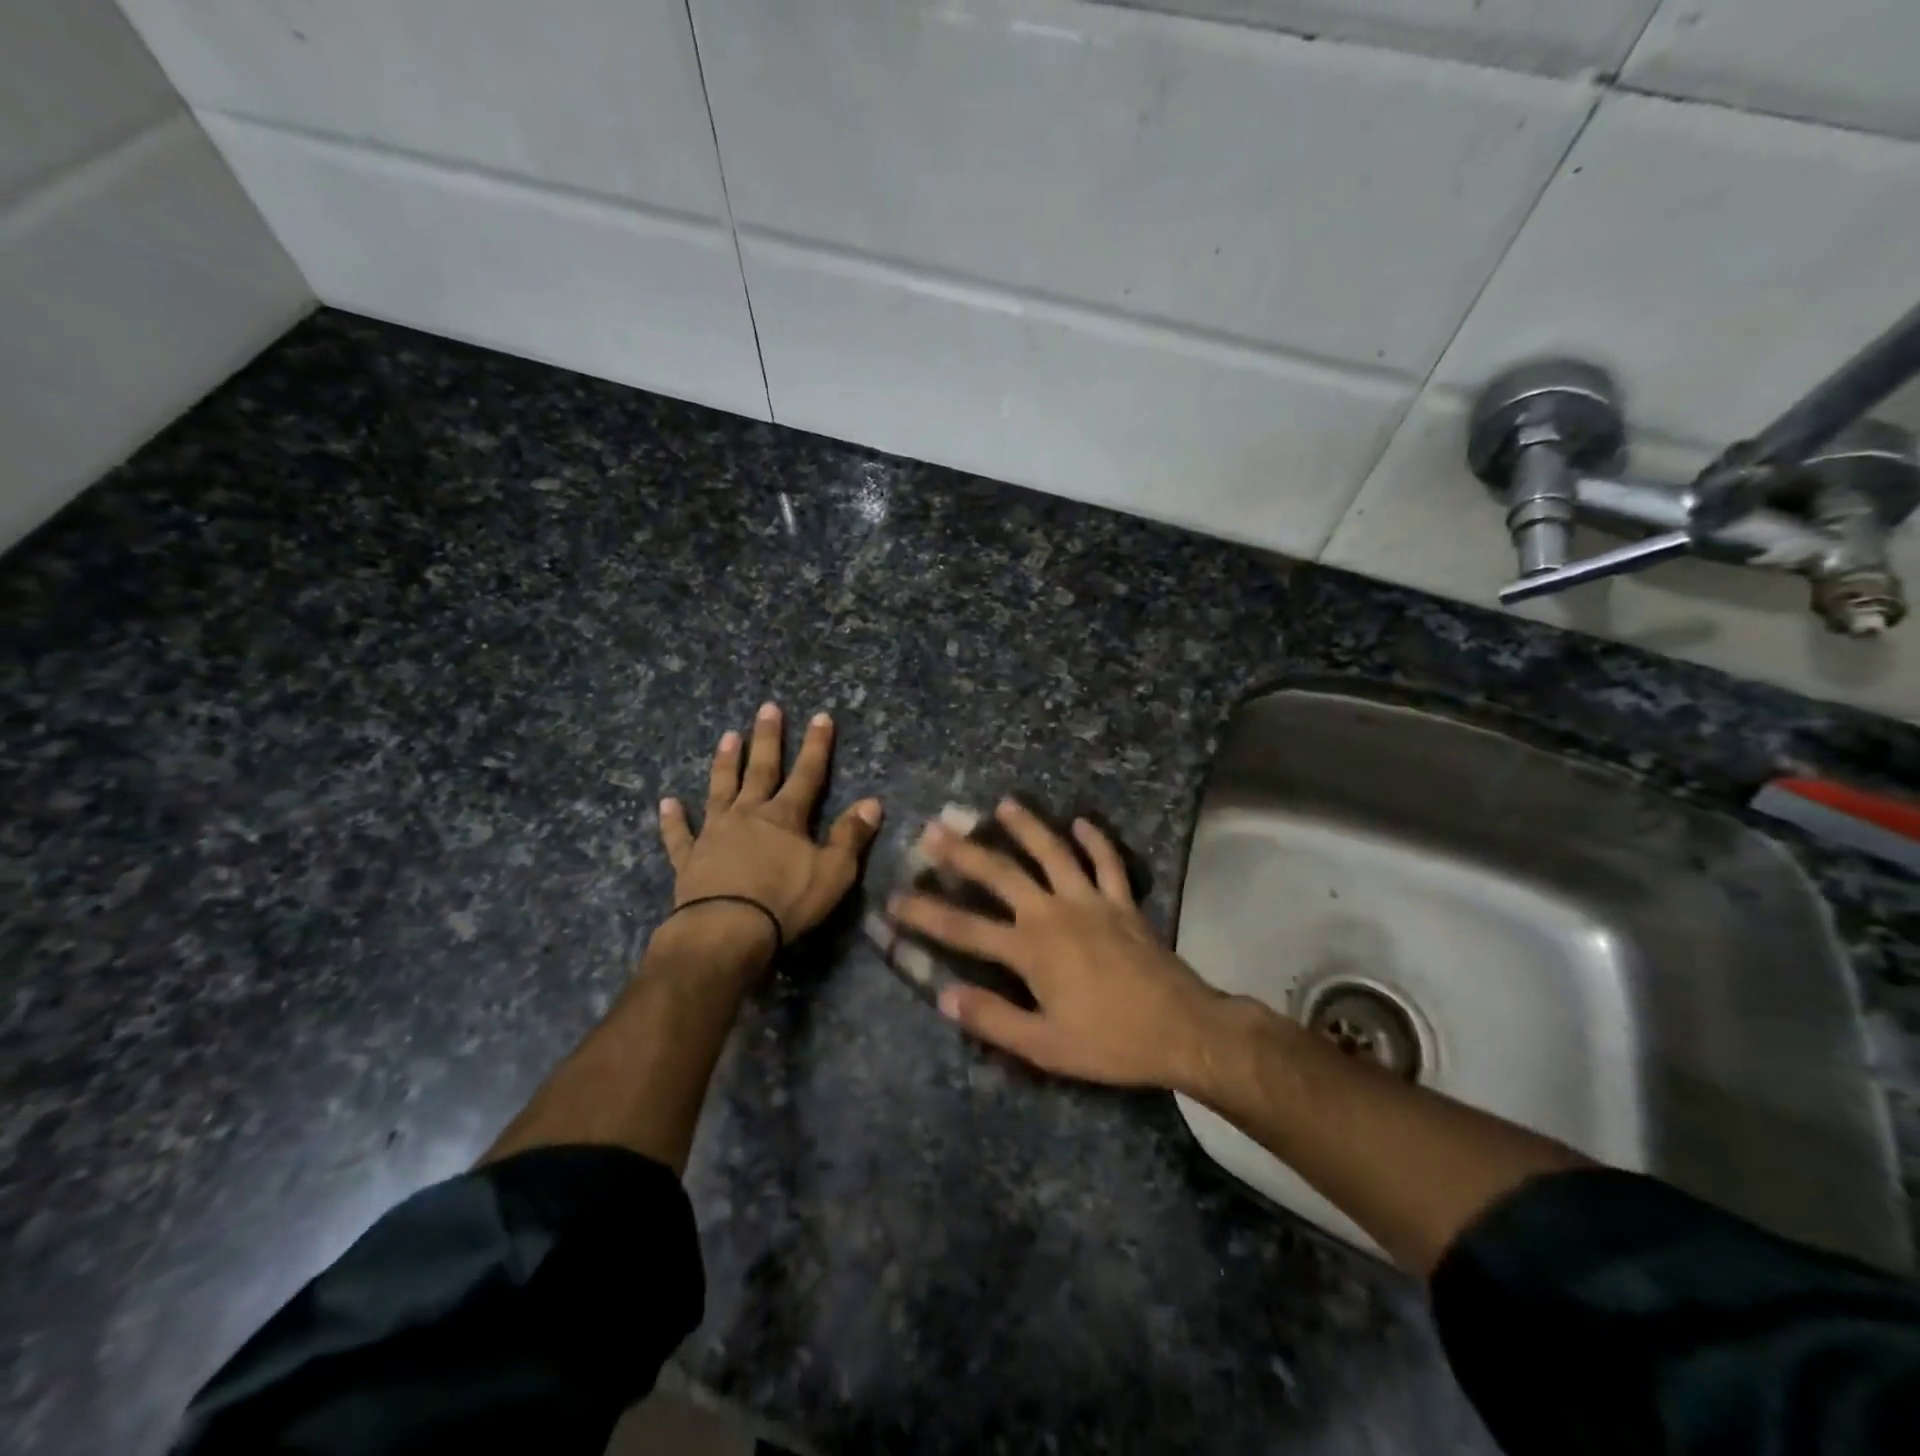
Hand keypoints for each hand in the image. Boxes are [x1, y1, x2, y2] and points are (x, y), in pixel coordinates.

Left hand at [659, 703, 882, 946]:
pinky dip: (674, 819)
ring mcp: (715, 834)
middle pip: (760, 770)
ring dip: (725, 763)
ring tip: (727, 736)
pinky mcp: (689, 859)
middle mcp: (748, 815)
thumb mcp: (833, 872)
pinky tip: (667, 802)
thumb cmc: (785, 902)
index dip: (816, 746)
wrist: (726, 931)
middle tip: (767, 708)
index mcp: (785, 817)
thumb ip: (851, 836)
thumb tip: (873, 803)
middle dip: (767, 738)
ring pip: (720, 790)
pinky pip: (680, 835)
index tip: (821, 717)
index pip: (807, 774)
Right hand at [887, 800, 1223, 1089]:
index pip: (964, 930)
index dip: (925, 914)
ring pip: (1053, 853)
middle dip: (963, 852)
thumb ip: (993, 1018)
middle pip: (1001, 875)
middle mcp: (1054, 913)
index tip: (894, 899)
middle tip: (934, 829)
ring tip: (1003, 804)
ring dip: (1026, 826)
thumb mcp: (1044, 1046)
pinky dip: (1095, 840)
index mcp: (1031, 949)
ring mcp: (1091, 901)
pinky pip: (1108, 863)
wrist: (1182, 1030)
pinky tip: (1082, 822)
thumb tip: (944, 996)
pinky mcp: (1122, 902)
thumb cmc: (1109, 1041)